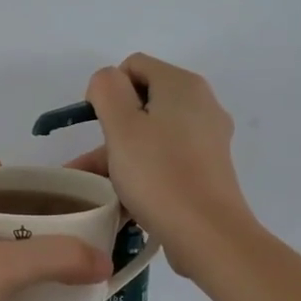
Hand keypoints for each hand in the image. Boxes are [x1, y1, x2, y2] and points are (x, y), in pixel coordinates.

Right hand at [68, 54, 257, 273]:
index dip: (108, 90)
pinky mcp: (208, 169)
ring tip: (96, 189)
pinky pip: (166, 159)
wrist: (208, 234)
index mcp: (182, 85)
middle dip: (111, 129)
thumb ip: (107, 90)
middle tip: (91, 164)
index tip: (97, 126)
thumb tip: (108, 81)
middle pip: (143, 102)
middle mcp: (201, 104)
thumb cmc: (159, 174)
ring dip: (121, 156)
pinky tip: (123, 200)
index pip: (133, 66)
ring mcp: (208, 139)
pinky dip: (143, 172)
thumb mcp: (121, 126)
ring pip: (152, 135)